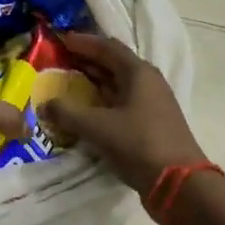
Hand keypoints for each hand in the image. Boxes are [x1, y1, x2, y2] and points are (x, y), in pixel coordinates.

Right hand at [39, 33, 207, 193]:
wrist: (180, 185)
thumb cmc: (138, 144)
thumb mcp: (96, 127)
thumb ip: (66, 113)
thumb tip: (43, 105)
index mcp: (139, 72)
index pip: (107, 46)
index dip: (83, 41)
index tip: (60, 39)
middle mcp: (148, 82)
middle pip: (114, 63)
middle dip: (86, 60)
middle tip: (59, 60)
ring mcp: (152, 104)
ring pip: (118, 84)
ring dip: (94, 82)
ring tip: (68, 83)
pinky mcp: (152, 124)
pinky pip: (122, 103)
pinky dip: (102, 101)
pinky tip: (86, 111)